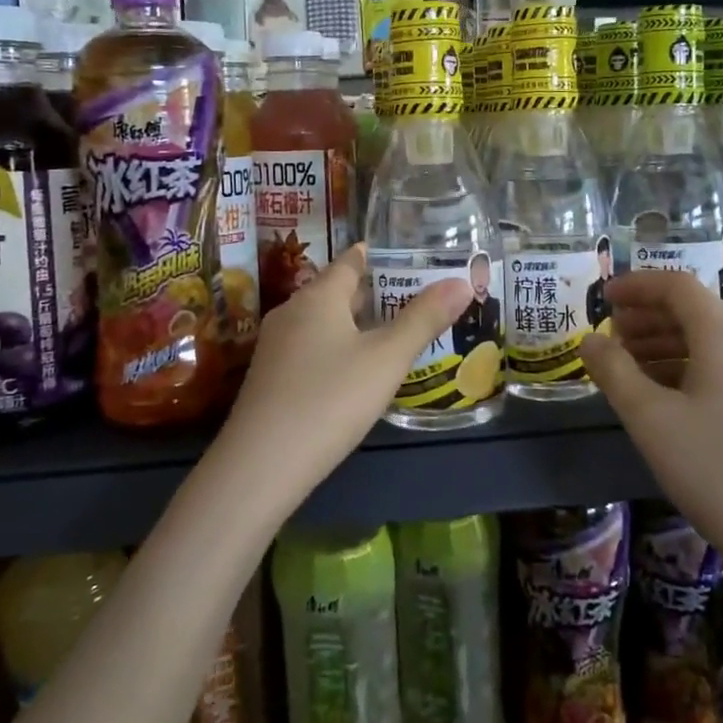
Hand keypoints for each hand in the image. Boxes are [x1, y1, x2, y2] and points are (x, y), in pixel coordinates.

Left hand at [215, 246, 470, 501]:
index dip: (382, 256)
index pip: (351, 260)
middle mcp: (292, 311)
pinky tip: (358, 372)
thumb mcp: (386, 359)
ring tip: (396, 333)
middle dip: (376, 292)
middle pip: (338, 290)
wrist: (260, 466)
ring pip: (325, 322)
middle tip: (418, 298)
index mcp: (318, 296)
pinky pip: (312, 348)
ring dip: (358, 323)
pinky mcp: (271, 378)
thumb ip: (424, 319)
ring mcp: (276, 347)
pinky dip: (339, 348)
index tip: (413, 258)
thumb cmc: (330, 400)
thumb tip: (462, 282)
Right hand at [578, 272, 722, 600]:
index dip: (636, 285)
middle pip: (696, 310)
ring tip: (629, 365)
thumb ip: (614, 372)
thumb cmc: (716, 472)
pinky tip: (666, 396)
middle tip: (610, 335)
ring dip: (666, 342)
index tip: (602, 298)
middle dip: (648, 316)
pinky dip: (689, 366)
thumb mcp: (650, 419)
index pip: (678, 286)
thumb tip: (590, 340)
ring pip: (712, 341)